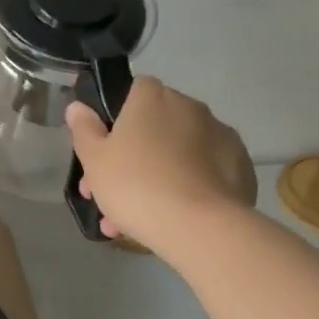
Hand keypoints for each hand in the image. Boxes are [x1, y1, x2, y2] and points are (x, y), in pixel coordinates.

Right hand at [65, 77, 257, 256]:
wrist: (198, 226)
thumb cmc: (135, 185)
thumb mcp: (94, 160)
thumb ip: (84, 129)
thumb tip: (78, 106)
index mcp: (153, 98)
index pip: (133, 92)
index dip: (116, 120)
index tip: (105, 151)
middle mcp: (190, 107)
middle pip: (154, 127)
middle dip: (133, 158)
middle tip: (112, 195)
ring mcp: (221, 135)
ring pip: (178, 154)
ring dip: (157, 177)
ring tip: (135, 221)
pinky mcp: (241, 166)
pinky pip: (204, 173)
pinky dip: (189, 188)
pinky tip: (174, 219)